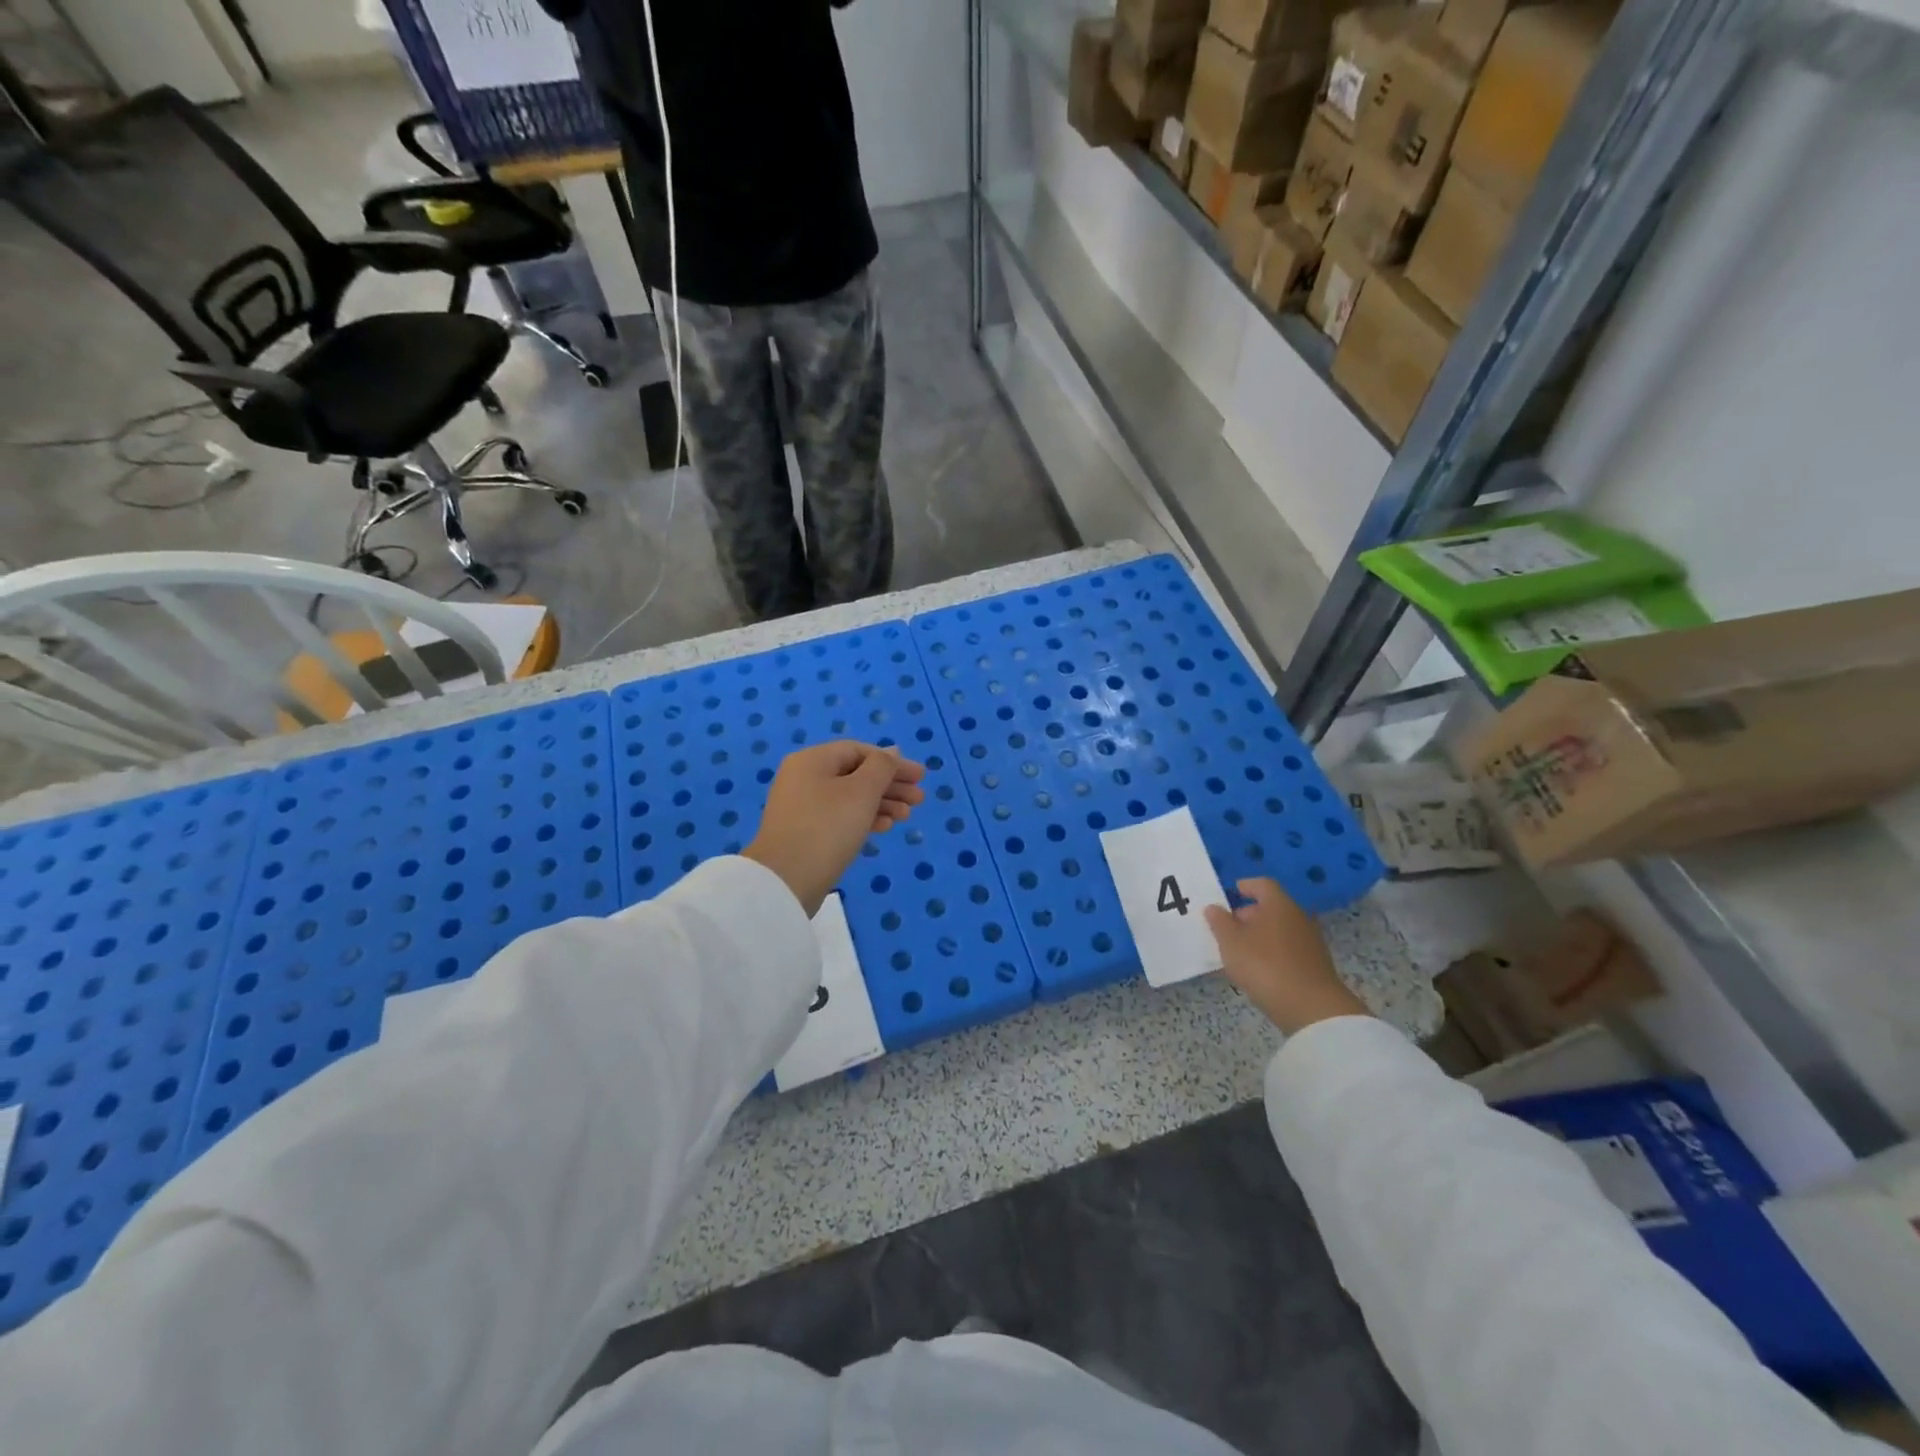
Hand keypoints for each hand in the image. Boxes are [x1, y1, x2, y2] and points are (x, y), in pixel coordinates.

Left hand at [744, 742, 925, 916]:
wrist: (785, 881)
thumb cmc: (827, 827)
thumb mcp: (862, 791)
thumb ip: (882, 767)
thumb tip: (892, 752)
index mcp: (813, 760)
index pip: (859, 750)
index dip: (893, 762)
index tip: (920, 777)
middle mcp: (804, 777)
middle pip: (855, 773)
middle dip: (890, 785)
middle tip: (919, 799)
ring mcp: (802, 806)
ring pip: (850, 797)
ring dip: (881, 803)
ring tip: (906, 817)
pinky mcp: (804, 832)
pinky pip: (840, 816)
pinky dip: (864, 818)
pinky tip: (884, 828)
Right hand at [1205, 879, 1367, 1036]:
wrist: (1311, 1008)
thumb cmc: (1264, 965)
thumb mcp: (1231, 942)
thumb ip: (1219, 922)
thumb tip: (1214, 908)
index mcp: (1279, 904)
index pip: (1262, 884)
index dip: (1245, 886)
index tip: (1230, 893)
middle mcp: (1298, 917)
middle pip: (1271, 907)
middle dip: (1248, 914)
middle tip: (1228, 928)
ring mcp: (1310, 941)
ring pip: (1279, 929)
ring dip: (1260, 935)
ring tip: (1239, 951)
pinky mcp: (1315, 964)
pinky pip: (1288, 948)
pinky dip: (1272, 952)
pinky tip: (1258, 969)